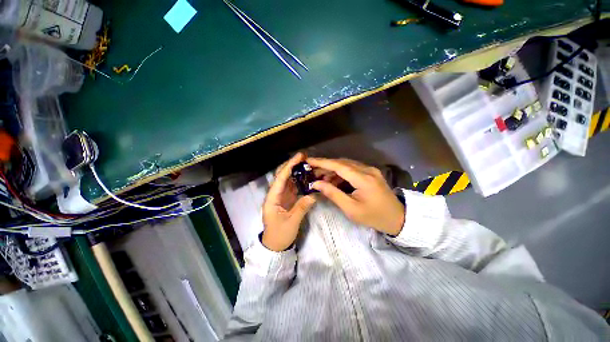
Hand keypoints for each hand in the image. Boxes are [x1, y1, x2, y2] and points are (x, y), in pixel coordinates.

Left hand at [262, 153, 316, 251]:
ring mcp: (280, 196)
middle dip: (291, 165)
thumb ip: (302, 207)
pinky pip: (291, 186)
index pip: (280, 179)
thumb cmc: (280, 234)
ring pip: (286, 179)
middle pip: (281, 175)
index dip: (289, 166)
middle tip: (303, 157)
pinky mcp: (285, 199)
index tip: (298, 157)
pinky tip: (305, 176)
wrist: (275, 245)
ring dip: (294, 171)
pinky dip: (298, 180)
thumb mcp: (291, 222)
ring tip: (305, 163)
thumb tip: (314, 194)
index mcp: (272, 198)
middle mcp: (274, 194)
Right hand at [307, 158, 404, 235]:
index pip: (339, 166)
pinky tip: (333, 180)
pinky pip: (352, 169)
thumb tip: (316, 184)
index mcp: (364, 179)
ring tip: (320, 178)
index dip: (323, 162)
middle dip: (325, 166)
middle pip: (342, 163)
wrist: (397, 218)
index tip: (309, 161)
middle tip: (312, 172)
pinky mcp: (370, 172)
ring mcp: (370, 170)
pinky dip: (341, 173)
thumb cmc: (373, 216)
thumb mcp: (351, 209)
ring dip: (332, 170)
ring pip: (346, 165)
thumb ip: (333, 194)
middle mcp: (367, 170)